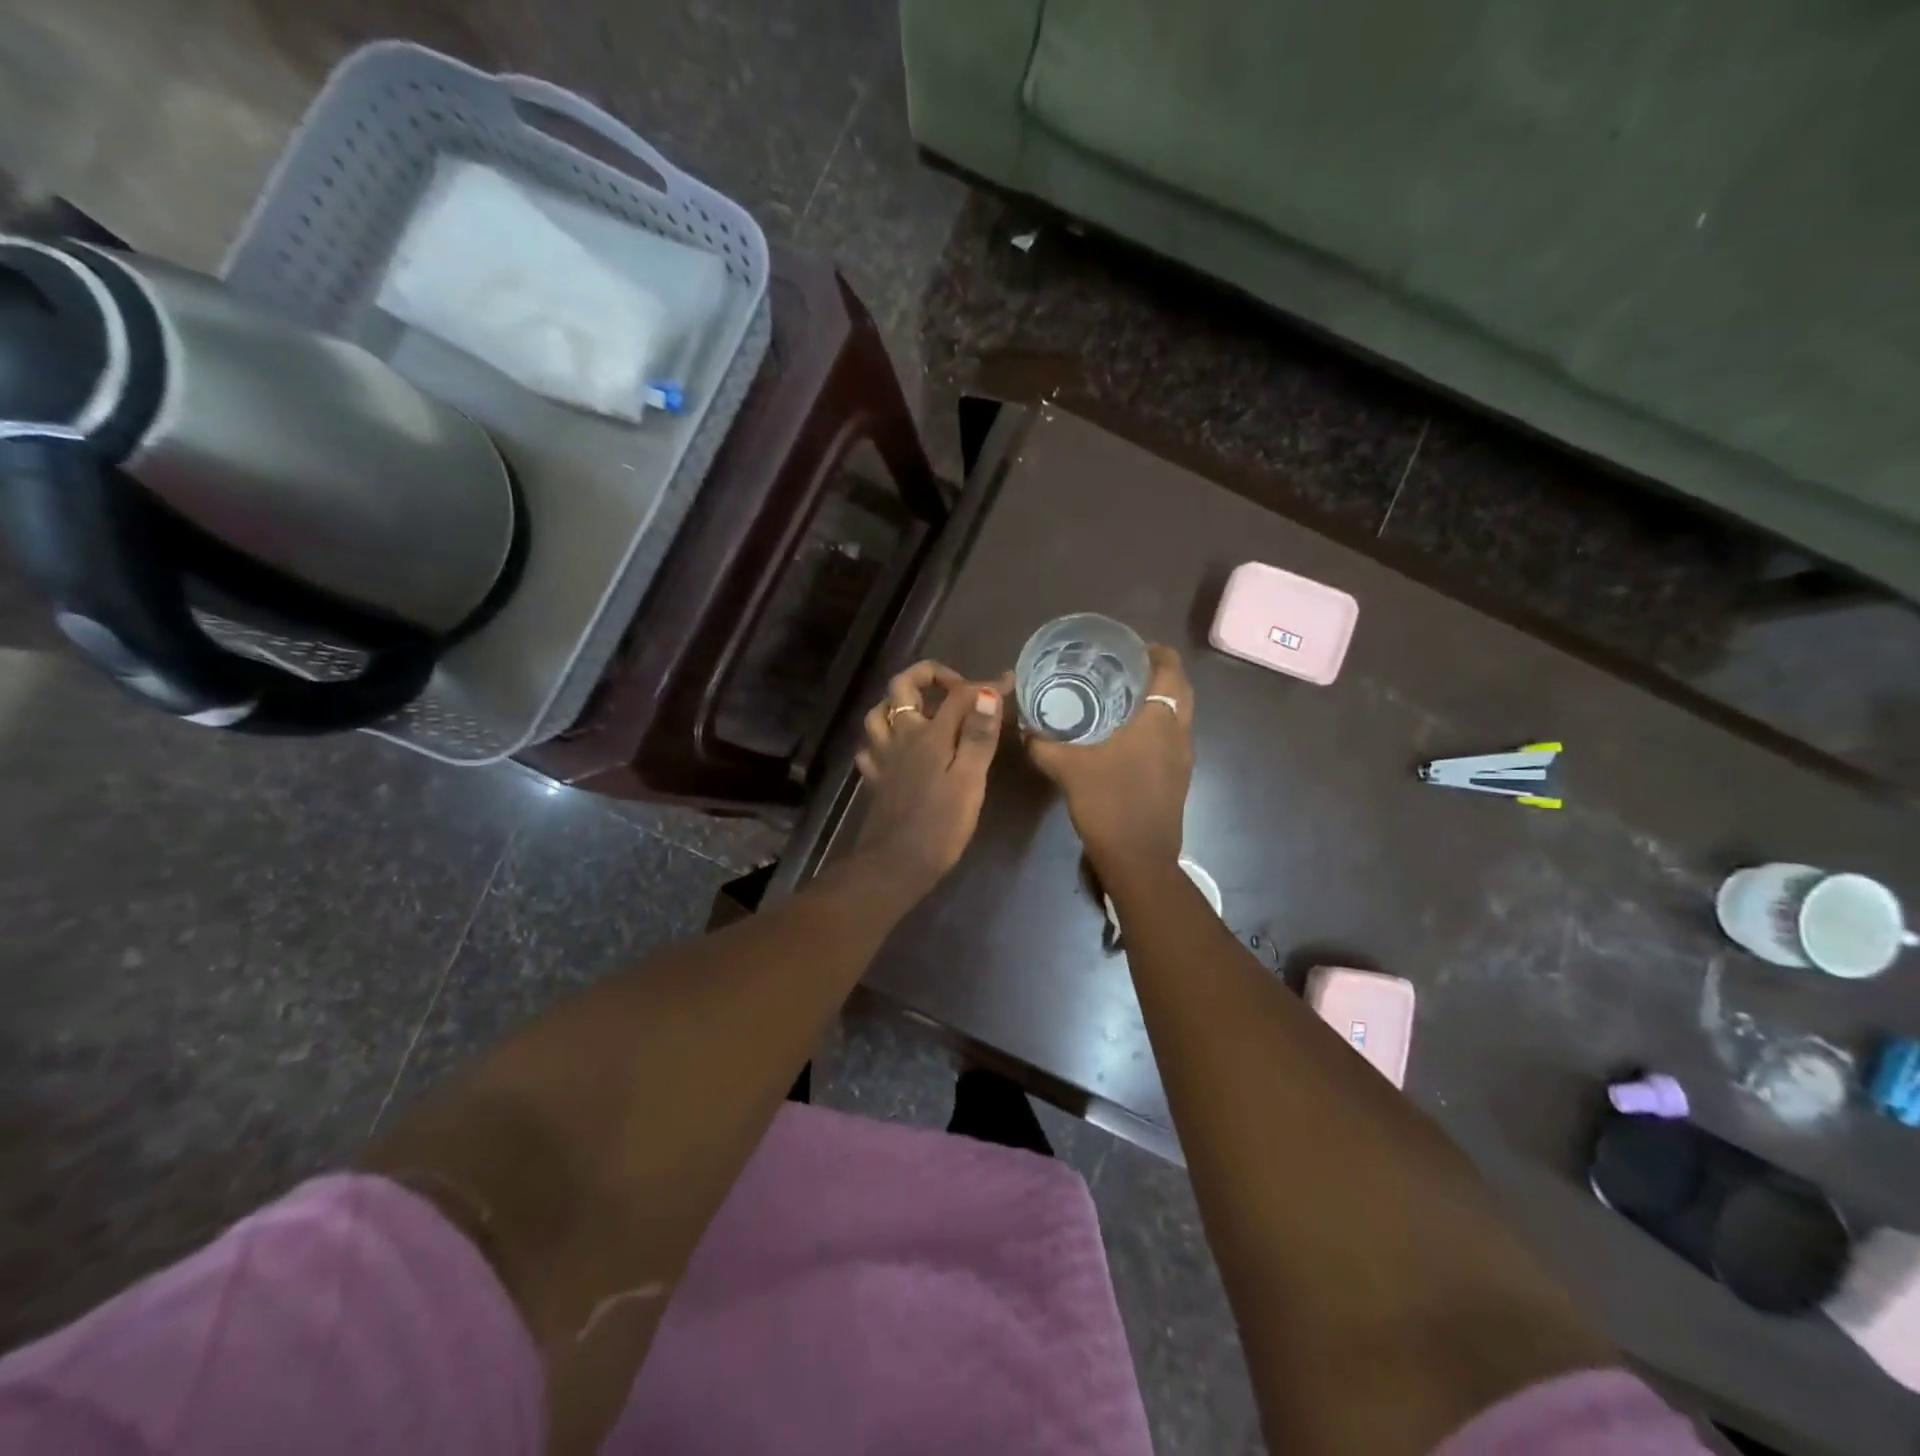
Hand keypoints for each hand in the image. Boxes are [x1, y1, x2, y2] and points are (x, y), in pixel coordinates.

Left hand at [851, 660, 1008, 900]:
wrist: (895, 865)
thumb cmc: (939, 826)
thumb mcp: (969, 782)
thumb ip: (977, 736)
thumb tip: (986, 694)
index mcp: (929, 735)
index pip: (958, 695)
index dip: (984, 686)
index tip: (1008, 685)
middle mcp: (901, 737)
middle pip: (902, 687)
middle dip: (928, 675)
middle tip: (956, 688)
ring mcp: (884, 757)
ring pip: (880, 712)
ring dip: (900, 703)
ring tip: (925, 710)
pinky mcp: (876, 779)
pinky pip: (872, 745)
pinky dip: (884, 738)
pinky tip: (897, 748)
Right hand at [1027, 645, 1193, 876]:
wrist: (1140, 859)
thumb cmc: (1109, 803)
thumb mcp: (1067, 769)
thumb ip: (1043, 744)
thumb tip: (1024, 727)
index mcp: (1159, 719)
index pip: (1170, 668)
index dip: (1154, 651)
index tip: (1128, 647)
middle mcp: (1179, 731)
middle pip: (1179, 688)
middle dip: (1156, 673)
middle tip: (1121, 669)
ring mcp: (1184, 756)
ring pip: (1178, 713)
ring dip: (1158, 699)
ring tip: (1120, 696)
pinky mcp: (1179, 776)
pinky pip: (1173, 736)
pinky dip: (1156, 724)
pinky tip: (1125, 735)